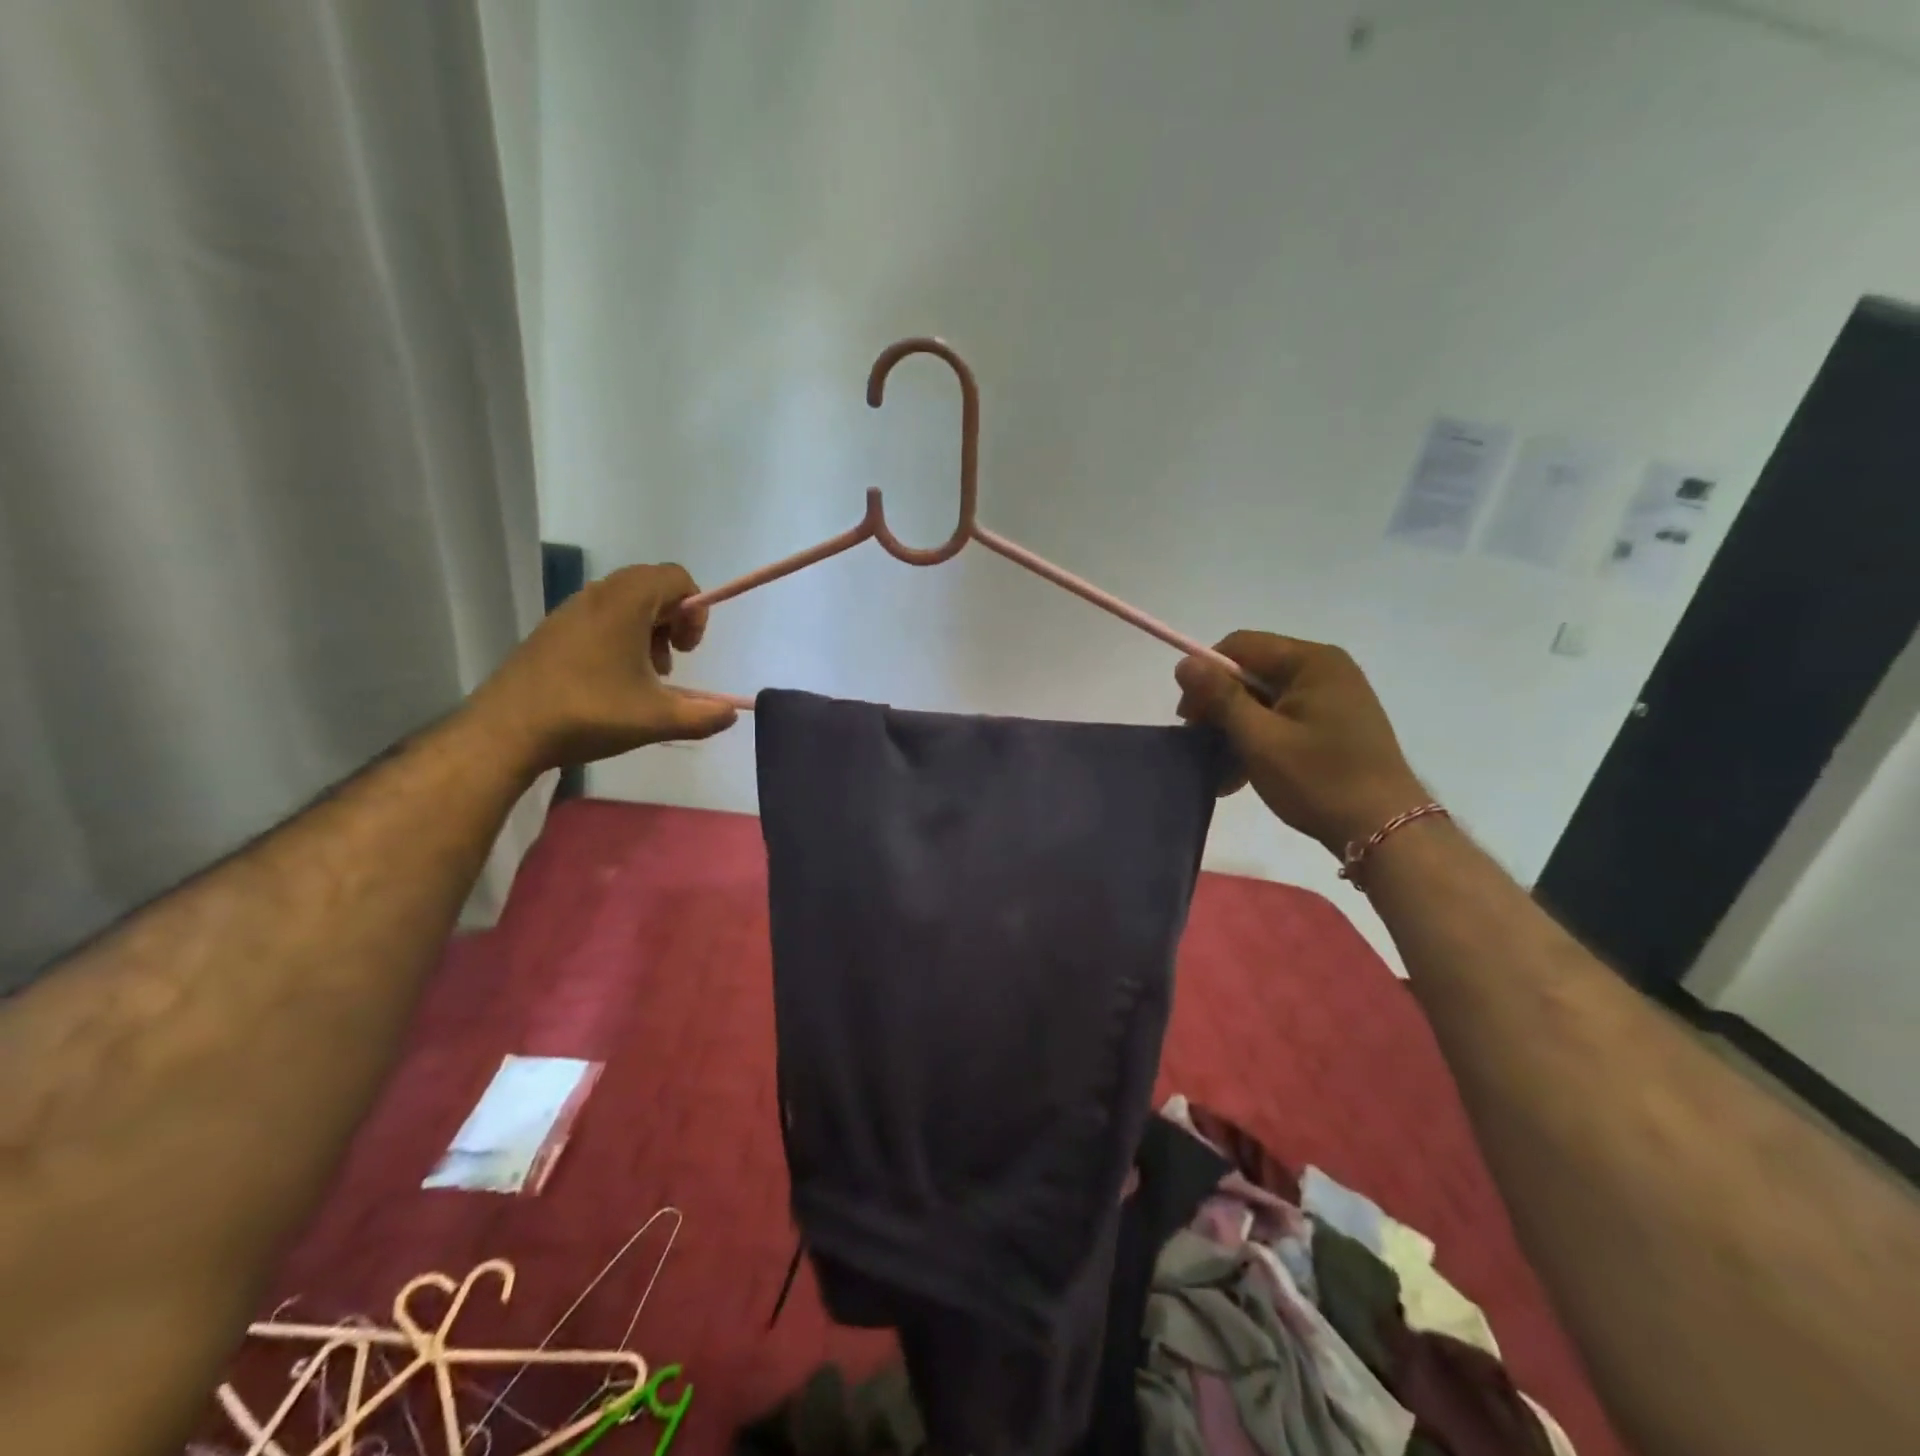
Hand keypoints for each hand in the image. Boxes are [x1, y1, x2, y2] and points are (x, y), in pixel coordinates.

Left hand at [465, 563, 736, 772]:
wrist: (507, 730)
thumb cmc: (589, 713)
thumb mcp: (657, 720)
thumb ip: (704, 716)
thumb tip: (731, 714)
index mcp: (626, 603)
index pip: (676, 577)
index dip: (695, 610)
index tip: (688, 649)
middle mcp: (598, 594)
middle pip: (652, 585)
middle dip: (673, 619)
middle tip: (672, 659)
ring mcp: (570, 610)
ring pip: (625, 601)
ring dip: (646, 629)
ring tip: (645, 674)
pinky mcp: (552, 629)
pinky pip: (600, 616)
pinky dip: (619, 636)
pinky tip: (612, 680)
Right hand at [1175, 632, 1428, 853]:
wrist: (1385, 830)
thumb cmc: (1318, 780)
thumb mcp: (1259, 739)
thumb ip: (1220, 697)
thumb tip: (1183, 663)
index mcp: (1310, 661)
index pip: (1239, 646)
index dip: (1206, 675)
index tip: (1189, 718)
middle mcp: (1324, 668)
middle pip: (1252, 671)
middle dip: (1220, 706)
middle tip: (1200, 745)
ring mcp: (1333, 696)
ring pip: (1264, 699)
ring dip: (1236, 728)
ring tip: (1220, 769)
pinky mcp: (1335, 722)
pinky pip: (1283, 718)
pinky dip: (1259, 739)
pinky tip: (1241, 774)